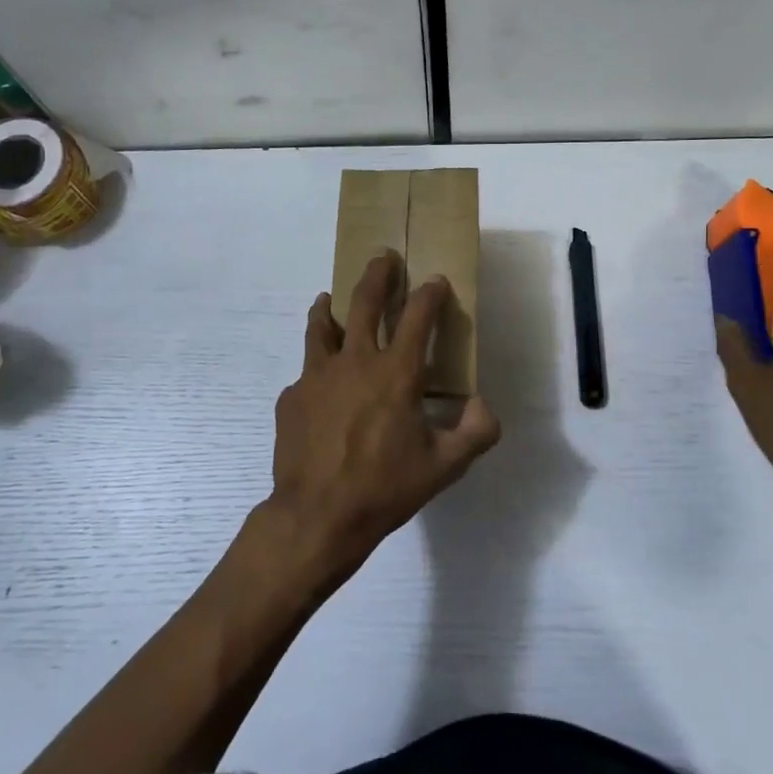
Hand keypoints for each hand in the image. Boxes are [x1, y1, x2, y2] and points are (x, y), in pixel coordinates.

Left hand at [266, 250, 500, 587]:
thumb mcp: (445, 467)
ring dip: (328, 307)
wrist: (318, 516)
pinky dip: (316, 370)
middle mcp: (355, 361)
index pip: (418, 317)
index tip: (435, 280)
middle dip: (377, 274)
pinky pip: (306, 373)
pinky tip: (319, 387)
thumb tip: (481, 404)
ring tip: (326, 298)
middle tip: (383, 257)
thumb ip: (475, 431)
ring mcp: (316, 376)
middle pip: (363, 302)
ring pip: (321, 326)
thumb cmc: (386, 488)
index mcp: (396, 373)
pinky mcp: (291, 397)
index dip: (430, 293)